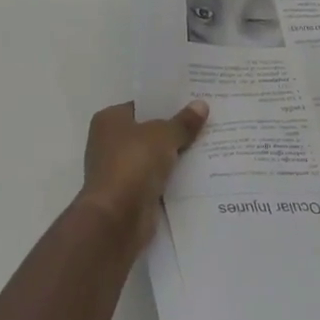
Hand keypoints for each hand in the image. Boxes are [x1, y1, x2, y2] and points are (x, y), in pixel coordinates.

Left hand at [78, 101, 208, 250]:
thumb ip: (183, 122)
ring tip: (210, 143)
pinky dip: (173, 177)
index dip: (167, 103)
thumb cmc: (133, 163)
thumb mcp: (164, 135)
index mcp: (110, 119)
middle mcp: (110, 142)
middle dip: (174, 129)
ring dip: (175, 155)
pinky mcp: (130, 194)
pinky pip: (157, 179)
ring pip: (155, 156)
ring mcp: (120, 170)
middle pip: (149, 131)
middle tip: (207, 120)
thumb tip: (201, 105)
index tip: (193, 101)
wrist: (117, 218)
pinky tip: (200, 171)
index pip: (142, 105)